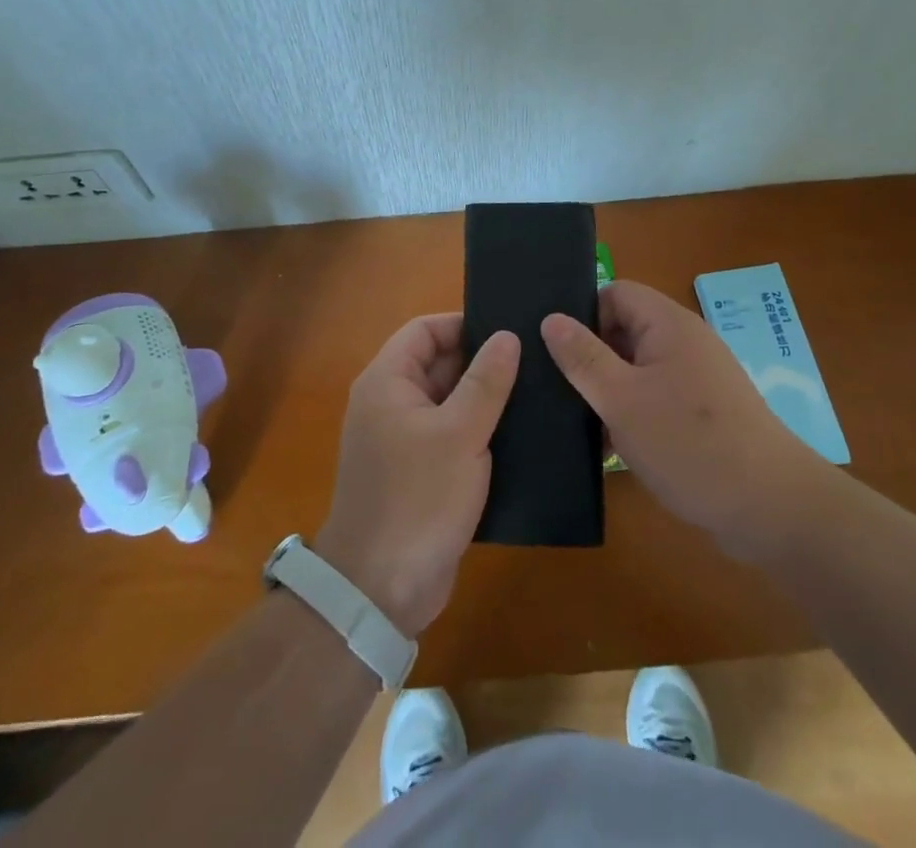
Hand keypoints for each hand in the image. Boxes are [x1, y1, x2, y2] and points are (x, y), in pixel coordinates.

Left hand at [316, 315, 519, 637]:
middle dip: (481, 361)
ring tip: (536, 391)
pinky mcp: (418, 474)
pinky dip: (478, 432)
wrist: (379, 591)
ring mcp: (403, 441)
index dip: (463, 324)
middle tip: (534, 359)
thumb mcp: (459, 434)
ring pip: (448, 402)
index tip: (508, 329)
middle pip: (437, 364)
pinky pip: (450, 436)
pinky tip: (519, 434)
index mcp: (387, 382)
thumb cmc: (417, 499)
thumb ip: (486, 382)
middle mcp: (390, 404)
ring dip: (484, 399)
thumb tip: (507, 336)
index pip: (424, 331)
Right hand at [542, 281, 825, 560]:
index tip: (554, 349)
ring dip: (607, 390)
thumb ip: (583, 357)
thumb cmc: (689, 444)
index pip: (614, 292)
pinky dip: (630, 414)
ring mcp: (696, 379)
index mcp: (668, 324)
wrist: (770, 510)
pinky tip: (606, 447)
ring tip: (572, 421)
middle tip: (554, 387)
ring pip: (636, 369)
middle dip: (589, 356)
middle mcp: (684, 342)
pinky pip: (654, 398)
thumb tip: (551, 318)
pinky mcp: (702, 413)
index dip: (582, 313)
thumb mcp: (622, 399)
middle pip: (624, 330)